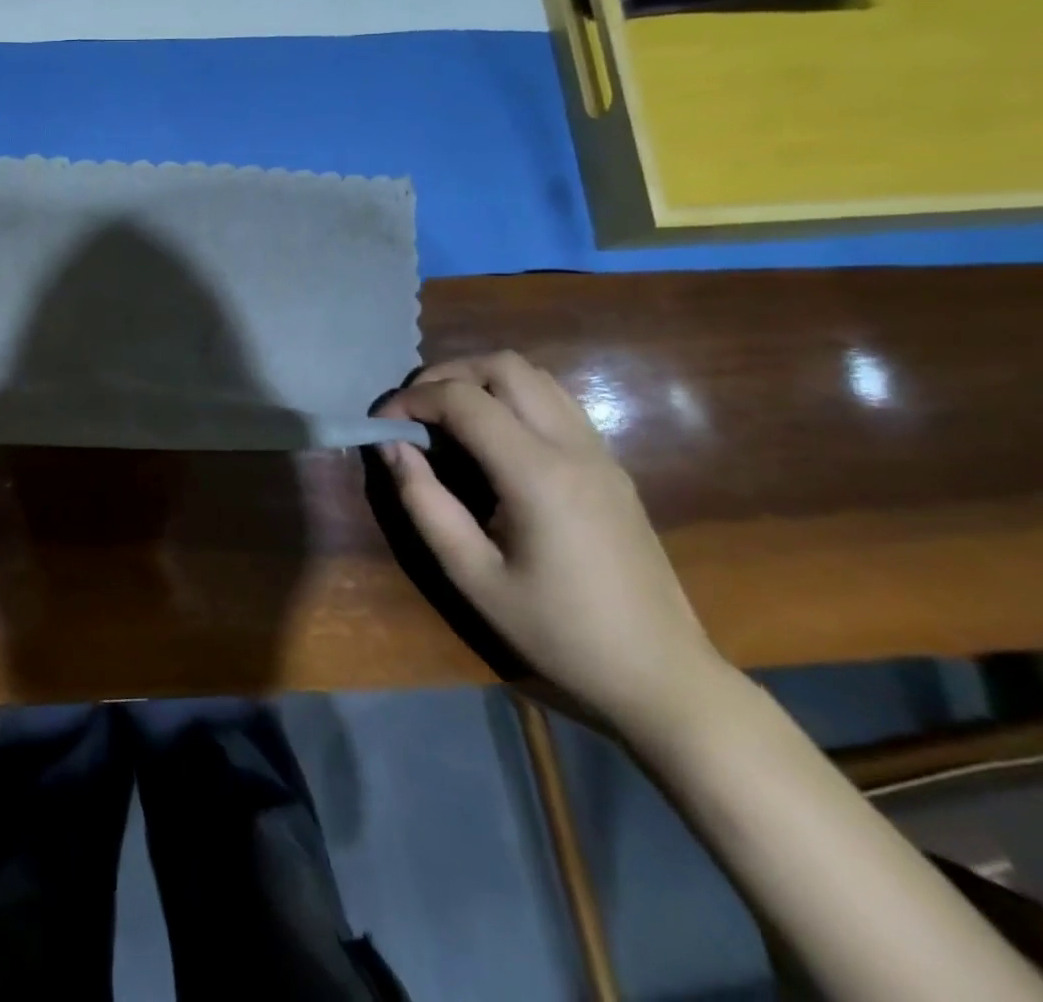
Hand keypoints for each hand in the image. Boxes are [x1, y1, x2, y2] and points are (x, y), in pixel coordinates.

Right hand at [376, 351, 726, 735]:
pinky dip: (512, 396)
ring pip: (535, 375)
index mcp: (538, 475)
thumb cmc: (558, 632)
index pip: (465, 401)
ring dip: (482, 379)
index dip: (412, 400)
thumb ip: (425, 503)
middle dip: (447, 375)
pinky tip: (491, 436)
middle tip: (413, 411)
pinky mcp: (610, 465)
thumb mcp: (473, 577)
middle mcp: (573, 447)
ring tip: (446, 416)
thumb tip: (392, 447)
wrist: (661, 674)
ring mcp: (599, 452)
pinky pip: (556, 401)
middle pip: (505, 366)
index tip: (381, 424)